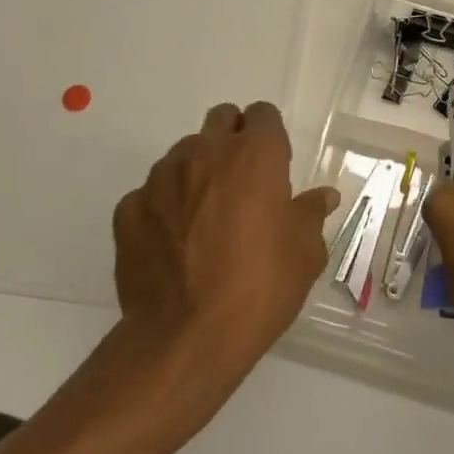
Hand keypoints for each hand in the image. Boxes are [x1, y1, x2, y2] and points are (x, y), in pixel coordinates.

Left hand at [112, 102, 338, 385]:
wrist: (185, 339)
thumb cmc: (259, 288)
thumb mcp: (305, 254)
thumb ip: (311, 214)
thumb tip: (324, 196)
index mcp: (255, 155)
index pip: (263, 114)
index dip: (270, 135)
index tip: (274, 164)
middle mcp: (206, 152)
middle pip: (221, 119)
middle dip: (232, 139)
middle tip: (242, 182)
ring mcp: (161, 177)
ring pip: (184, 154)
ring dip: (198, 172)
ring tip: (204, 217)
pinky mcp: (129, 208)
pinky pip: (151, 193)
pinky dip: (165, 207)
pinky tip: (173, 243)